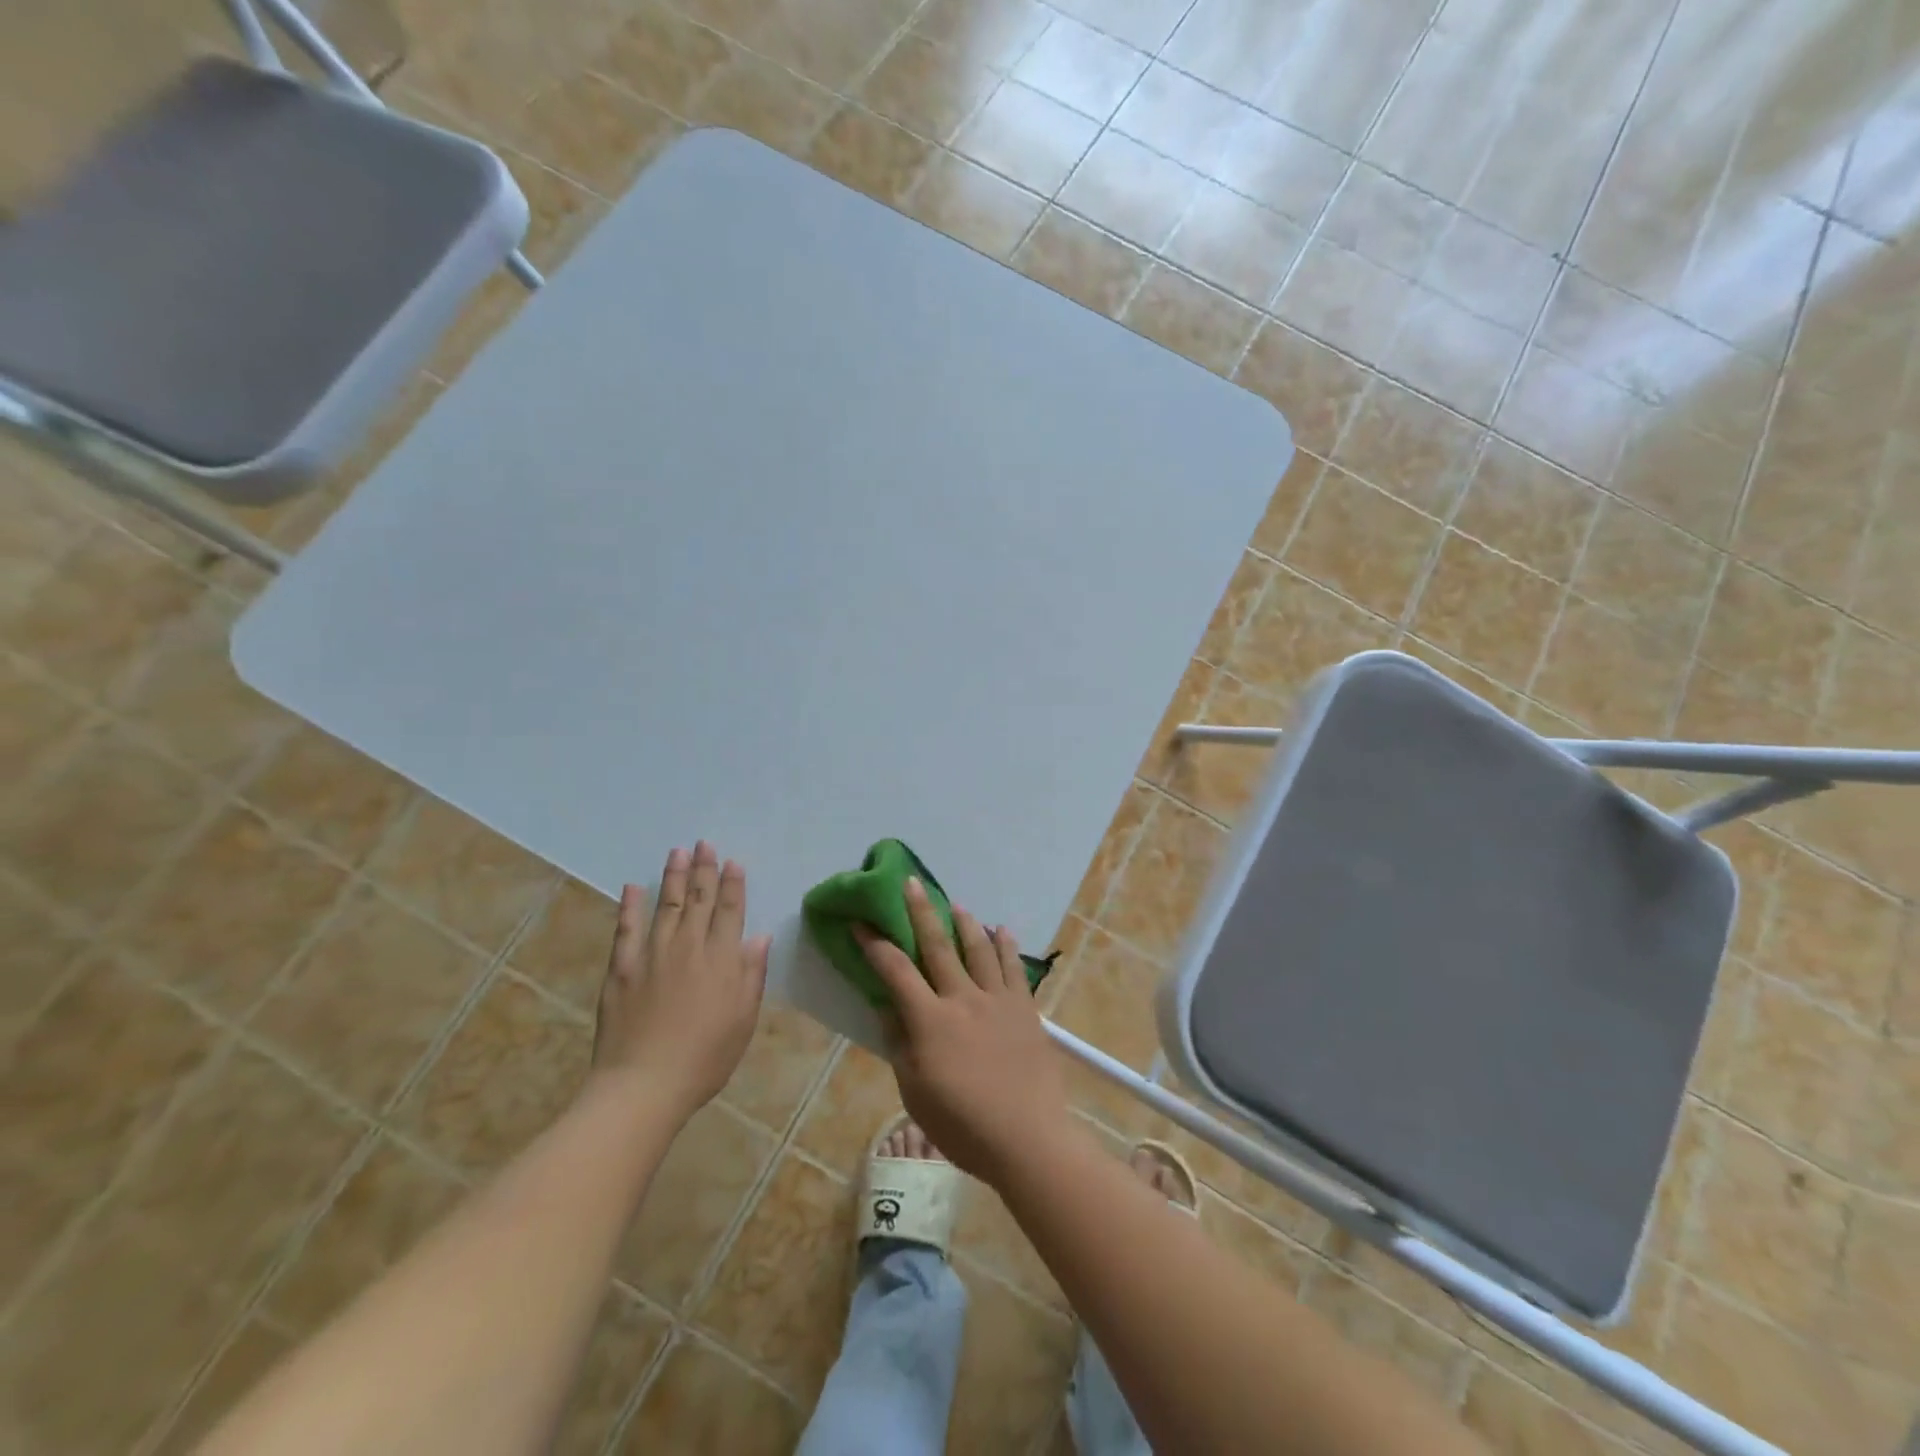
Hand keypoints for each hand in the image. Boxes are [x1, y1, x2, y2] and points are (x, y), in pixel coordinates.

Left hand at [591, 842, 769, 1120]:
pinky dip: (630, 906)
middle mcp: (688, 947)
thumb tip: (760, 936)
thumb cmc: (705, 1057)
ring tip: (677, 851)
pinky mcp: (622, 968)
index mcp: (721, 959)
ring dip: (673, 877)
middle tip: (704, 843)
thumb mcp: (743, 1019)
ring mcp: (652, 954)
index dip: (733, 884)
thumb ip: (752, 974)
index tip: (733, 861)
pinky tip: (634, 887)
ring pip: (667, 905)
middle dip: (704, 869)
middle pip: (699, 900)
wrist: (644, 1085)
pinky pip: (626, 929)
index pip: (730, 911)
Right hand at [854, 878, 1070, 1185]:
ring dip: (965, 923)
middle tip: (911, 883)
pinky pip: (1013, 968)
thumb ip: (900, 1045)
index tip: (860, 923)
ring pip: (978, 949)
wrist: (1028, 1138)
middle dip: (921, 912)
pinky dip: (1006, 946)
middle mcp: (963, 999)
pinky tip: (1001, 930)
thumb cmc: (964, 1126)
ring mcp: (997, 1000)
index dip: (875, 945)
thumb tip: (888, 1007)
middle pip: (937, 946)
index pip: (896, 972)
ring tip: (957, 905)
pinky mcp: (1025, 1008)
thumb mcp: (916, 1092)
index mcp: (931, 1021)